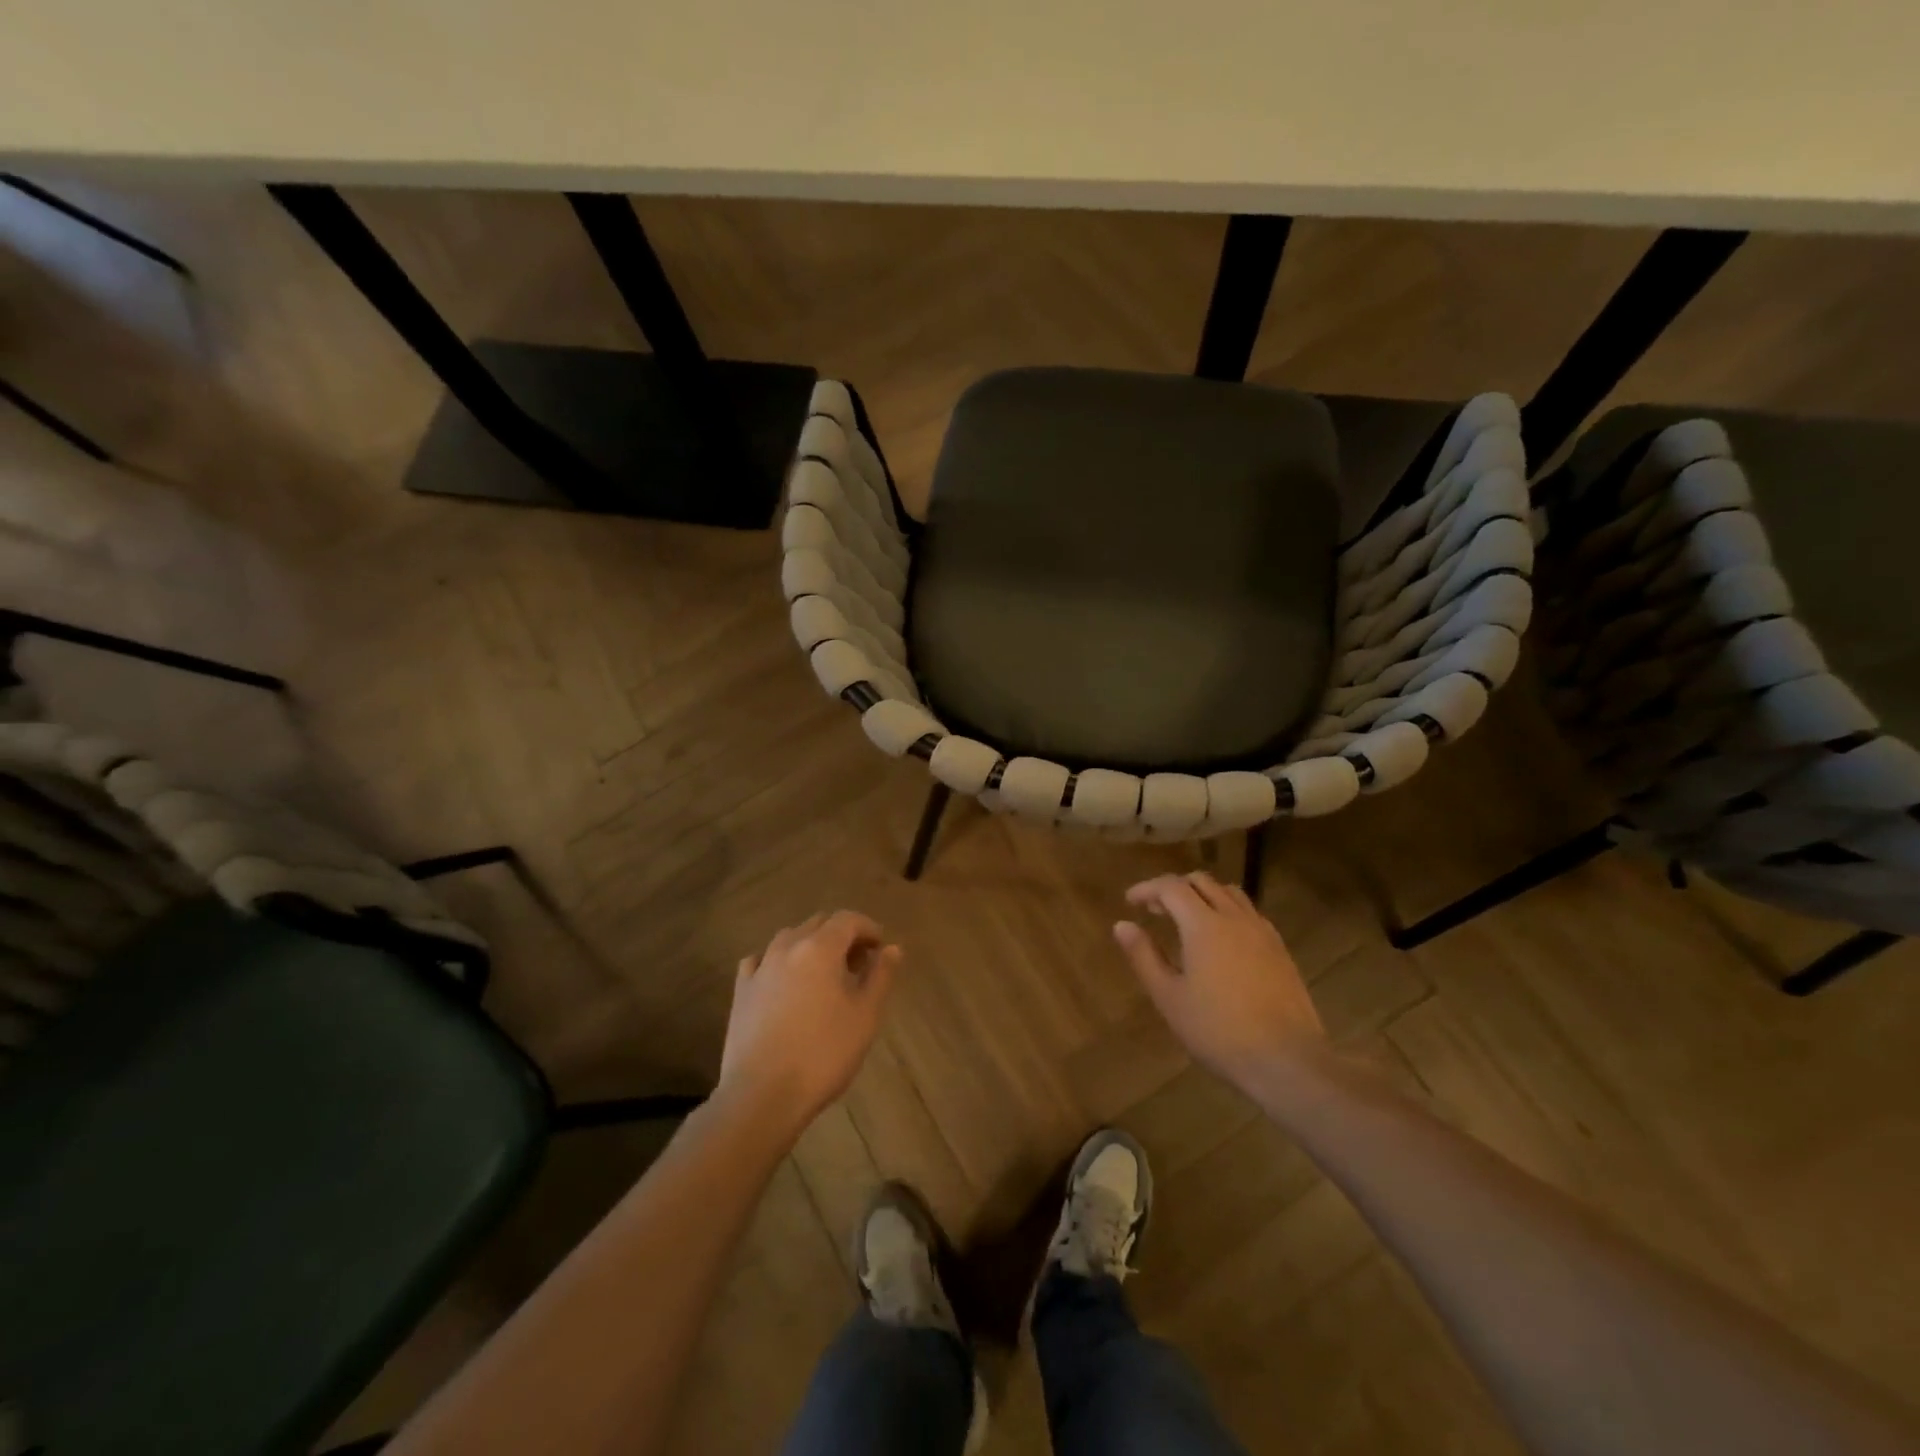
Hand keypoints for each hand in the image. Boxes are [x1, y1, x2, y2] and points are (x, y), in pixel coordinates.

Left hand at [718, 911, 899, 1133]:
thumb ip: (880, 976)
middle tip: (858, 964)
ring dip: (811, 945)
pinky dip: (778, 961)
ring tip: (825, 974)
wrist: (762, 1095)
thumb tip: (892, 948)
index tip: (880, 948)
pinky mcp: (741, 991)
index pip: (848, 919)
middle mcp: (788, 948)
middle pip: (818, 924)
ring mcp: (760, 968)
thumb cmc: (824, 1054)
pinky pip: (761, 960)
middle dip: (842, 935)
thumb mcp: (865, 1016)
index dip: (868, 928)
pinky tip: (784, 981)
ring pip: (789, 938)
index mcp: (820, 948)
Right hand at [1114, 872, 1325, 1091]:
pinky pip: (1249, 913)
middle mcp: (1234, 918)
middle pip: (1202, 882)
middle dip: (1174, 888)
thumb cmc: (1218, 1031)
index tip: (1130, 902)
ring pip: (1229, 893)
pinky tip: (1221, 940)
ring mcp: (1262, 932)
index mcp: (1204, 925)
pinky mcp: (1280, 950)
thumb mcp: (1169, 997)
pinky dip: (1227, 911)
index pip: (1171, 887)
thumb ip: (1144, 956)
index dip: (1147, 888)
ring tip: (1187, 920)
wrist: (1287, 1061)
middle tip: (1155, 910)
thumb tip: (1122, 925)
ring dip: (1203, 895)